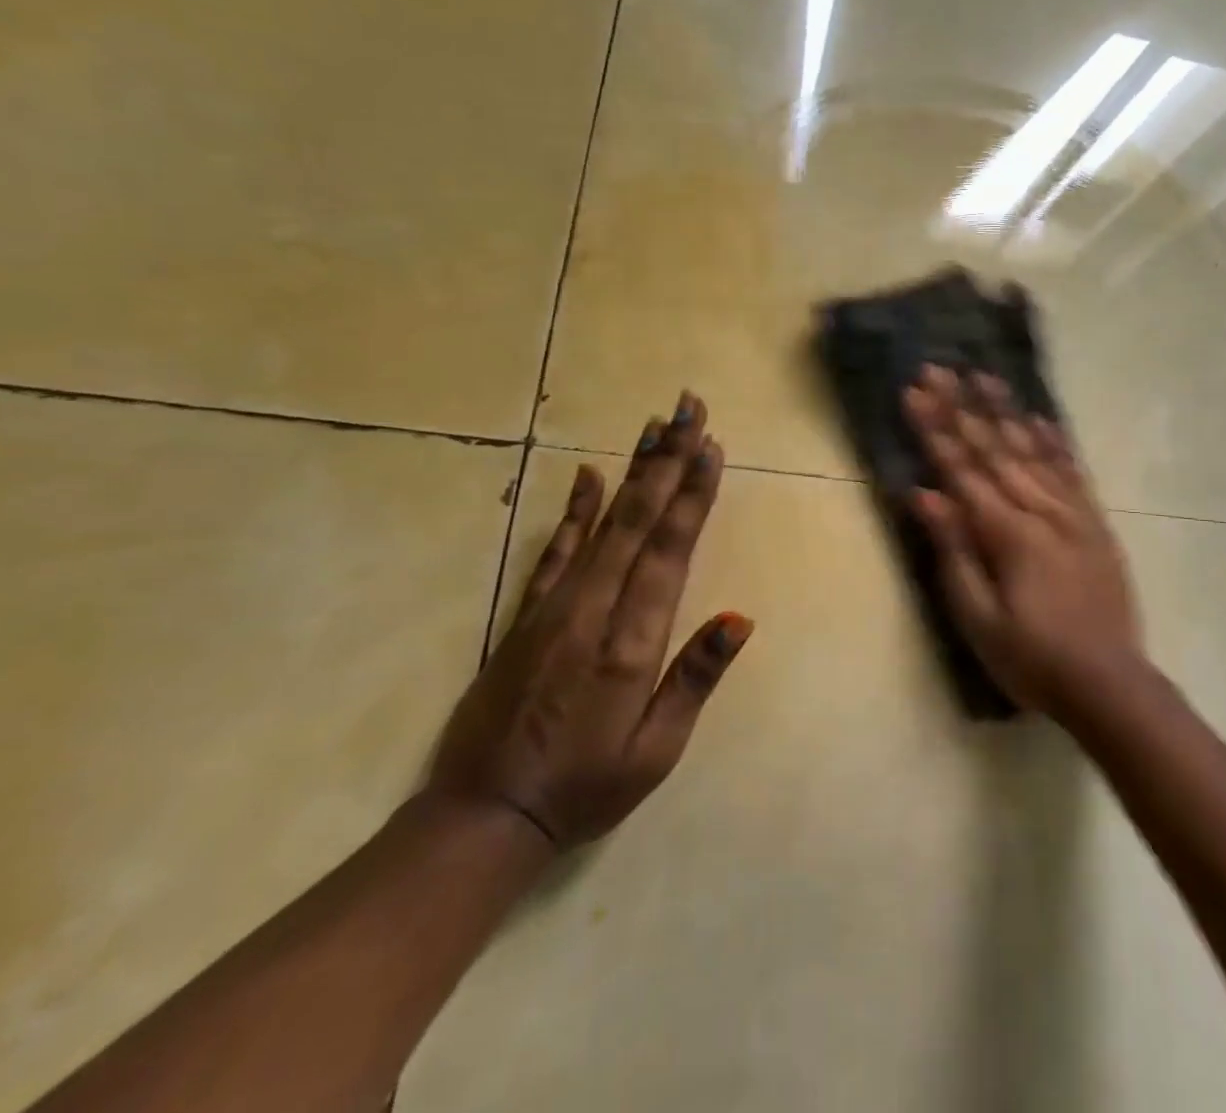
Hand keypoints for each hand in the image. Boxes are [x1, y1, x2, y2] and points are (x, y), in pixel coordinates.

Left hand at [428, 393, 752, 847]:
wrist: (485, 815)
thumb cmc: (586, 787)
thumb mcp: (655, 750)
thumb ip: (694, 678)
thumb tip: (740, 618)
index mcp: (630, 642)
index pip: (669, 551)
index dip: (691, 496)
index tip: (710, 447)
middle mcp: (593, 610)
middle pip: (638, 520)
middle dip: (667, 460)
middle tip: (688, 409)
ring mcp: (554, 607)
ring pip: (602, 524)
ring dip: (633, 471)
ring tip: (654, 425)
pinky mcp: (527, 614)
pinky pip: (555, 552)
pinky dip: (575, 511)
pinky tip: (590, 476)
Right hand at [903, 367, 1143, 715]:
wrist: (1109, 684)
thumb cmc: (1031, 659)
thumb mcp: (978, 618)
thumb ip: (953, 551)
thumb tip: (924, 493)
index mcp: (1008, 533)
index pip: (962, 469)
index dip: (936, 429)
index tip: (915, 390)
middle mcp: (1042, 510)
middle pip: (995, 449)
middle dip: (963, 406)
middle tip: (940, 367)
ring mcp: (1074, 513)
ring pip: (1033, 450)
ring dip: (1006, 411)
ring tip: (985, 375)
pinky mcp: (1095, 523)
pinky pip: (1072, 470)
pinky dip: (1054, 441)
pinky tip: (1041, 419)